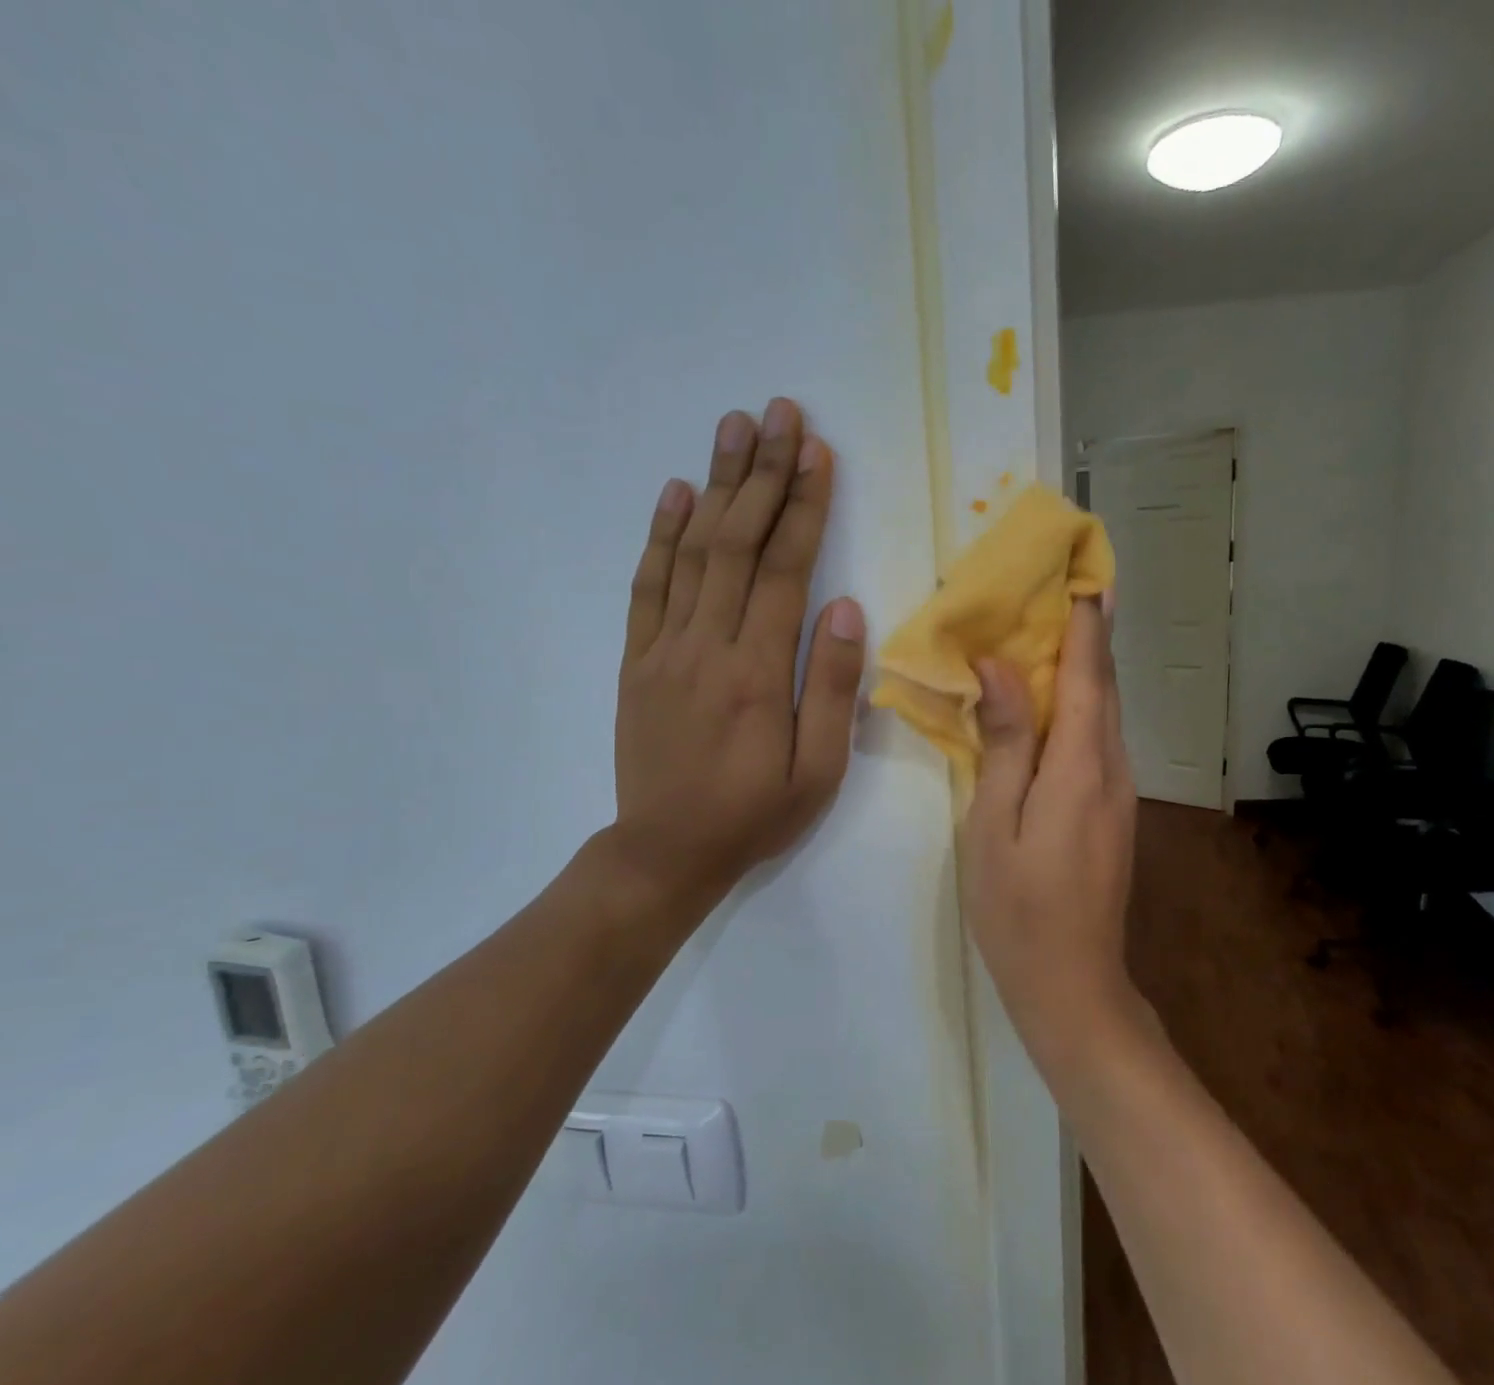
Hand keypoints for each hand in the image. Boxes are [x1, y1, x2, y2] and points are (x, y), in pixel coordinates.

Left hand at [587, 398, 866, 934]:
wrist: (665, 852)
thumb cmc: (754, 814)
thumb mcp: (818, 771)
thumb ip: (833, 688)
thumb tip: (846, 608)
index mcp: (758, 671)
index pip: (785, 570)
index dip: (804, 507)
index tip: (818, 452)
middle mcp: (708, 645)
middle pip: (737, 543)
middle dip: (763, 473)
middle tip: (778, 412)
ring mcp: (664, 648)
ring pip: (691, 551)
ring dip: (716, 485)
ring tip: (733, 428)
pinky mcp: (637, 660)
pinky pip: (647, 586)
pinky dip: (661, 535)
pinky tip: (677, 493)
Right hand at [960, 597, 1139, 1068]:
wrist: (1073, 984)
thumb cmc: (1018, 908)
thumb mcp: (994, 824)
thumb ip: (1005, 743)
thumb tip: (1000, 669)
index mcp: (1081, 767)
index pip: (1086, 675)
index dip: (1085, 624)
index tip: (1082, 575)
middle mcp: (1112, 769)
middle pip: (1103, 687)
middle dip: (1089, 636)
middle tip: (1066, 589)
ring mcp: (1120, 792)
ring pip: (1104, 713)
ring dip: (1084, 669)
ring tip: (1054, 631)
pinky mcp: (1114, 811)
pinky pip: (1099, 741)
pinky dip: (1081, 706)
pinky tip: (1053, 703)